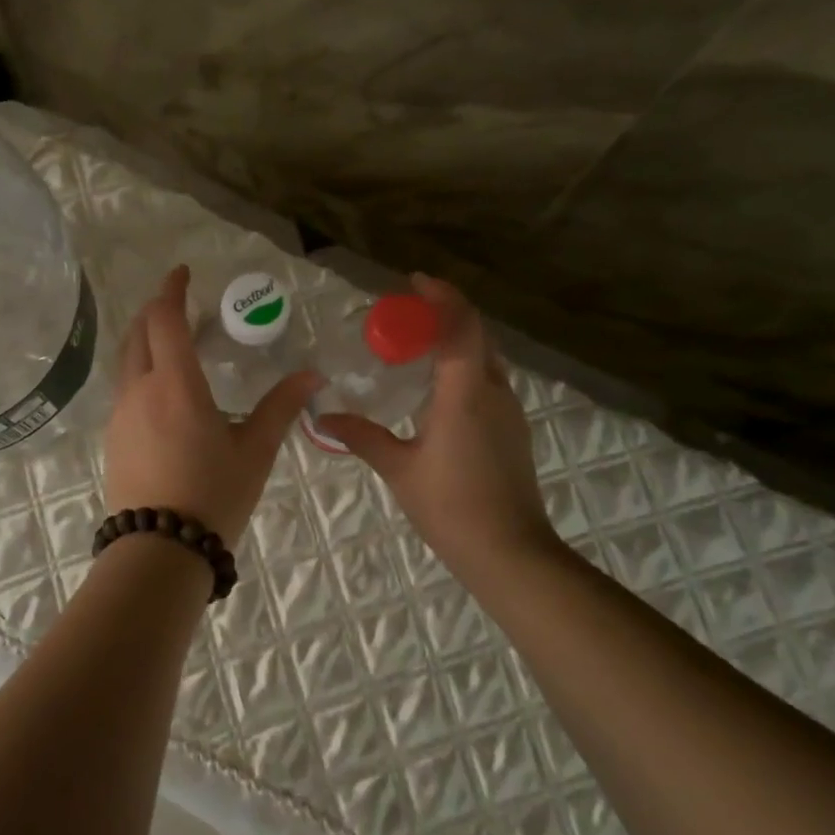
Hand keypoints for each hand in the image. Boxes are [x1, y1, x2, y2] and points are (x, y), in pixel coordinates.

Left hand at [104, 265, 319, 544]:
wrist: (159, 549)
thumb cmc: (213, 495)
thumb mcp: (255, 451)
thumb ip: (280, 407)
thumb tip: (313, 375)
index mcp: (175, 384)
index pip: (165, 319)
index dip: (172, 290)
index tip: (183, 273)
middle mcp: (140, 389)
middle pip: (139, 332)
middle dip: (157, 309)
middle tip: (181, 303)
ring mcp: (120, 413)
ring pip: (126, 359)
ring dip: (145, 338)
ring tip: (172, 340)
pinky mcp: (113, 436)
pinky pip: (124, 386)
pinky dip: (139, 367)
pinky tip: (160, 387)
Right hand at [316, 274, 559, 582]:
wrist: (509, 552)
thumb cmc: (450, 506)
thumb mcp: (398, 467)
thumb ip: (361, 436)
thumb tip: (322, 417)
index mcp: (465, 392)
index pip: (461, 325)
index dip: (441, 296)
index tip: (413, 282)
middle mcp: (493, 391)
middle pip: (477, 333)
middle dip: (446, 313)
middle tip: (408, 312)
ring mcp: (509, 410)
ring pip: (486, 356)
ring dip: (457, 338)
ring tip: (419, 342)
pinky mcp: (512, 428)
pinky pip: (488, 378)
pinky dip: (464, 364)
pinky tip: (438, 384)